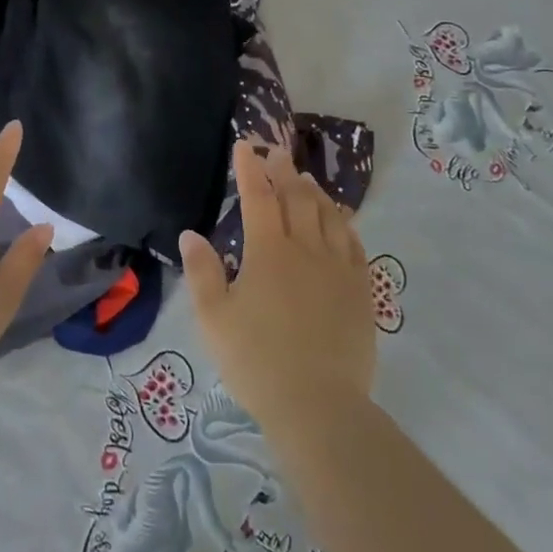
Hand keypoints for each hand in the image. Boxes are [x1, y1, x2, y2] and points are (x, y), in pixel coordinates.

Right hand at [180, 142, 374, 430]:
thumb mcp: (213, 318)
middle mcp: (306, 250)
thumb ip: (202, 272)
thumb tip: (191, 234)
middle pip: (297, 199)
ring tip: (307, 180)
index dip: (250, 168)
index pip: (257, 197)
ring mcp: (339, 270)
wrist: (318, 406)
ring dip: (316, 193)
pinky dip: (345, 225)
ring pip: (329, 217)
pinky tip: (341, 222)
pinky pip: (355, 246)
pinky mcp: (361, 292)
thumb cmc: (256, 360)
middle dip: (285, 172)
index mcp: (268, 252)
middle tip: (277, 154)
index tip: (245, 144)